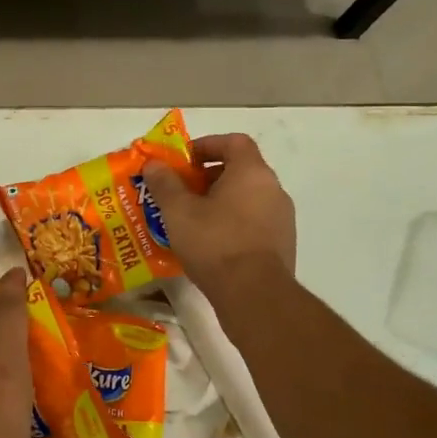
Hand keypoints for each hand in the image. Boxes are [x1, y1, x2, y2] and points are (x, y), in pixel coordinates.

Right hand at [142, 133, 296, 294]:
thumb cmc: (215, 243)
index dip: (207, 145)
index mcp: (252, 173)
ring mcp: (282, 219)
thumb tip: (153, 164)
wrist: (254, 295)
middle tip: (181, 192)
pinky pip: (254, 222)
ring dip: (220, 202)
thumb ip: (164, 183)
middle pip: (240, 170)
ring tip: (191, 220)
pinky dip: (232, 223)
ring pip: (247, 198)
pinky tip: (210, 244)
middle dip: (208, 177)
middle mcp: (273, 189)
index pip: (234, 142)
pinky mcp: (282, 245)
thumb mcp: (178, 211)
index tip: (184, 161)